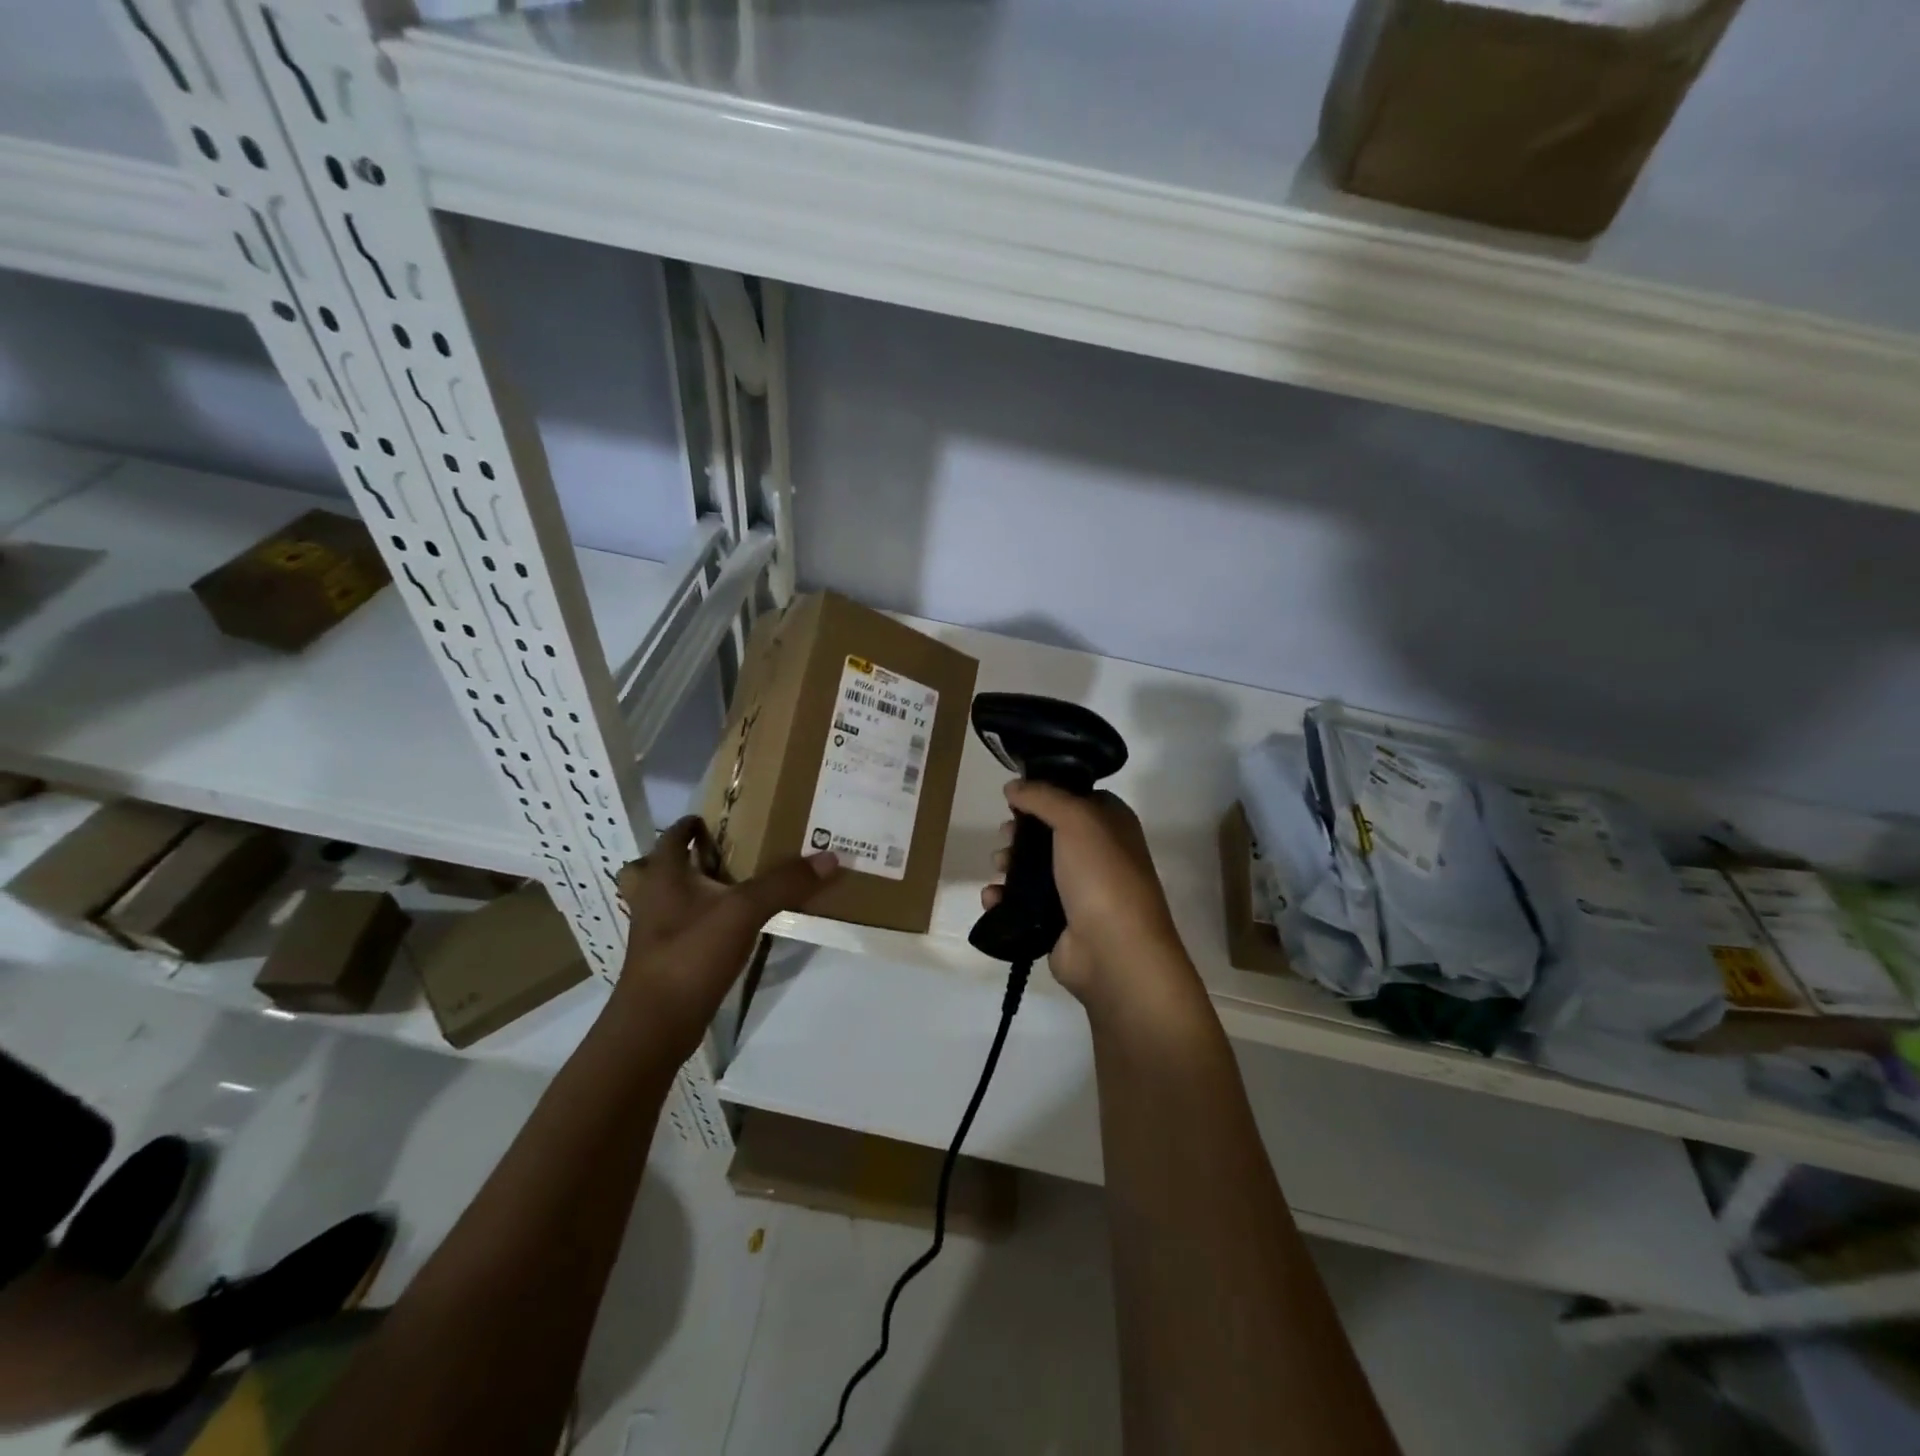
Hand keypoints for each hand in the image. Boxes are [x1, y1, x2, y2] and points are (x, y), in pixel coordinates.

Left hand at [615, 816, 837, 1060]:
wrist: (656, 1025)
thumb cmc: (691, 954)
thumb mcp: (744, 911)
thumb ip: (785, 882)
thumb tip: (830, 857)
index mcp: (662, 875)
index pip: (672, 835)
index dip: (692, 824)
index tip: (719, 819)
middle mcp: (651, 898)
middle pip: (654, 867)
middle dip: (681, 858)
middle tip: (718, 855)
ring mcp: (654, 932)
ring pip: (666, 899)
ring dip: (688, 891)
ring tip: (726, 889)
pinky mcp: (665, 960)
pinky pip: (680, 927)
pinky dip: (699, 921)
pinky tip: (729, 927)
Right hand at [980, 782, 1194, 1011]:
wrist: (1114, 952)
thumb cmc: (1101, 875)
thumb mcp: (1076, 819)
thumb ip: (1042, 796)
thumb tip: (1013, 786)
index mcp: (1112, 824)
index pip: (1075, 798)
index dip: (1045, 794)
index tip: (1016, 796)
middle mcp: (1097, 853)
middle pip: (1048, 832)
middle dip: (1020, 832)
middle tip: (1005, 835)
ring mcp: (1078, 890)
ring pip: (1033, 867)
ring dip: (1009, 864)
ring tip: (998, 867)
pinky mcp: (1058, 921)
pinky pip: (1024, 903)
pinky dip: (1005, 899)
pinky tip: (992, 898)